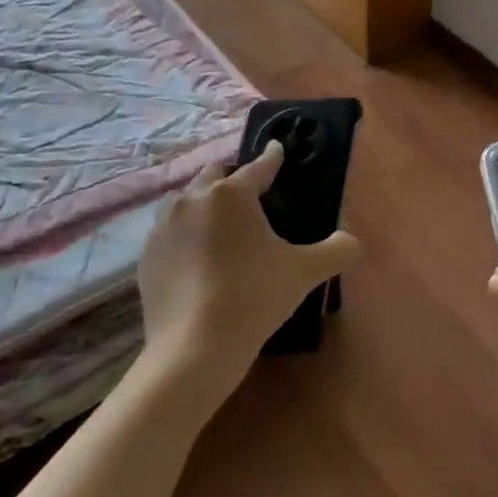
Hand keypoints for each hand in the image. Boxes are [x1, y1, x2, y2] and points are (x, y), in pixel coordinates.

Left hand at [135, 140, 360, 401]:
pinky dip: (187, 235)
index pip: (259, 167)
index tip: (278, 149)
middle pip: (215, 176)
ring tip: (221, 223)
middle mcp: (193, 200)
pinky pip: (170, 232)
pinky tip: (199, 256)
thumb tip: (351, 241)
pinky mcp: (146, 255)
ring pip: (186, 202)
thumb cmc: (255, 297)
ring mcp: (163, 227)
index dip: (273, 158)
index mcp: (232, 195)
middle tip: (251, 193)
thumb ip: (337, 250)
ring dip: (205, 204)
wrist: (195, 347)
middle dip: (233, 178)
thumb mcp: (305, 272)